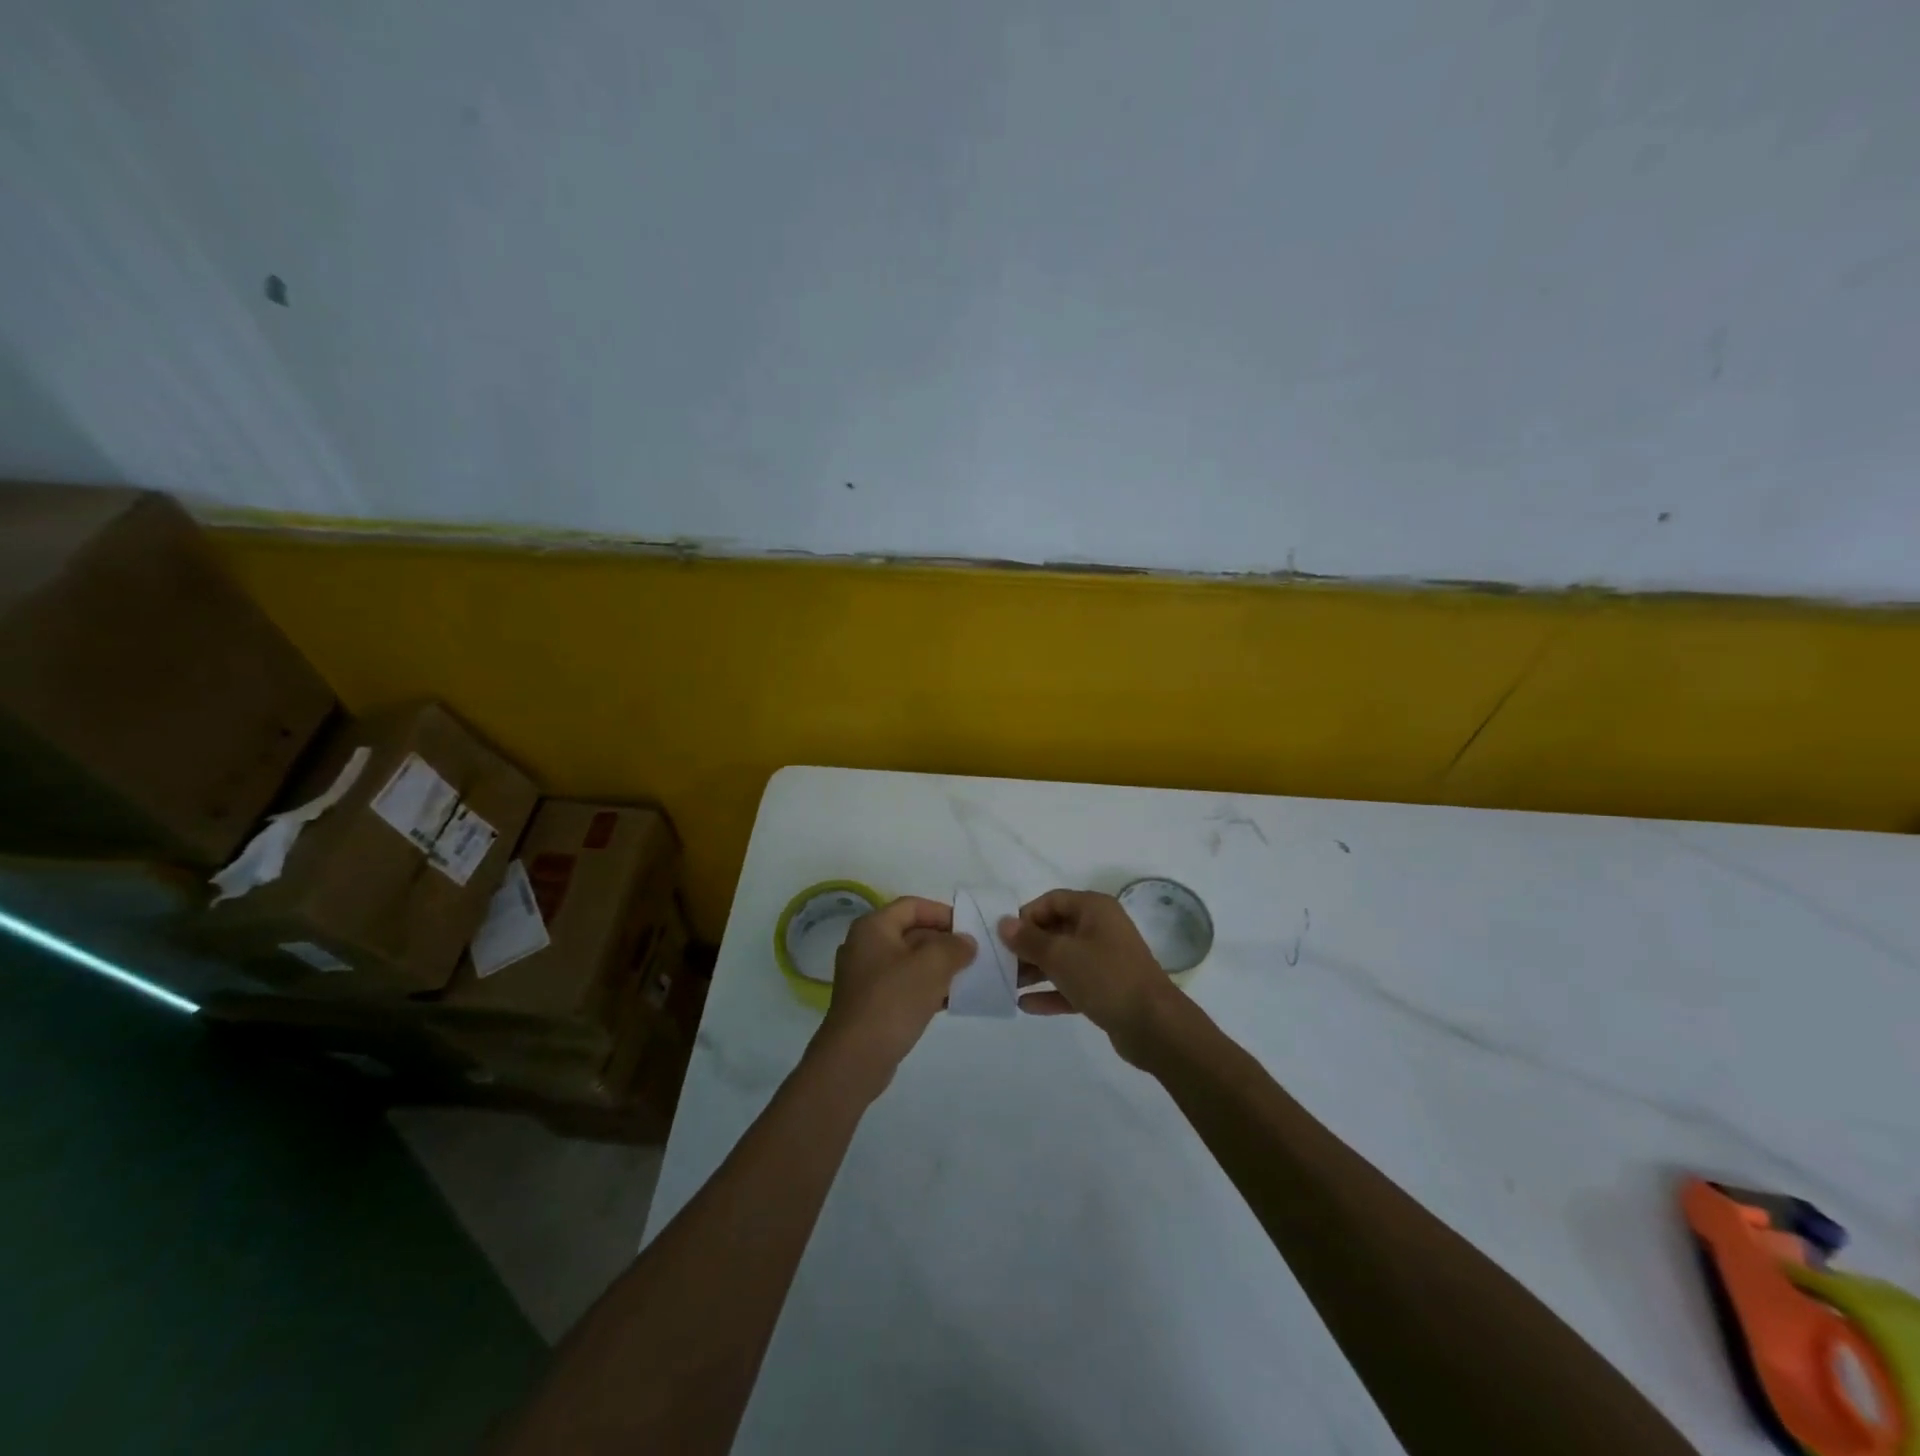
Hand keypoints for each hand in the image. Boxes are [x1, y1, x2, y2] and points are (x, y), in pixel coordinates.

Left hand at [812, 896, 974, 1093]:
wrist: (856, 1058)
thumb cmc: (893, 1001)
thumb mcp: (931, 966)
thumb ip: (954, 947)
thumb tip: (966, 942)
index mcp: (873, 927)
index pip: (912, 905)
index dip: (943, 913)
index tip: (969, 928)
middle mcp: (866, 945)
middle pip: (911, 932)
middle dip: (944, 941)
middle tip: (974, 954)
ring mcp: (866, 976)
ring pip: (910, 961)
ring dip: (938, 966)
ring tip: (968, 976)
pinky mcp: (872, 1003)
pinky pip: (904, 985)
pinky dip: (927, 987)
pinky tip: (951, 1000)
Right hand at [1000, 889, 1180, 1064]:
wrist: (1154, 1025)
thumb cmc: (1105, 977)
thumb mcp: (1060, 955)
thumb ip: (1028, 939)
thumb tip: (1004, 923)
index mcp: (1094, 909)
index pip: (1052, 901)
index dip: (1026, 916)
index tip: (1004, 938)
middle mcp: (1101, 928)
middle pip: (1055, 930)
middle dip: (1027, 947)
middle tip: (1000, 964)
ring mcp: (1106, 960)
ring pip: (1063, 959)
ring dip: (1036, 970)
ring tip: (1007, 985)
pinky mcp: (1107, 989)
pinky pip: (1072, 984)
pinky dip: (1051, 992)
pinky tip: (1026, 1005)